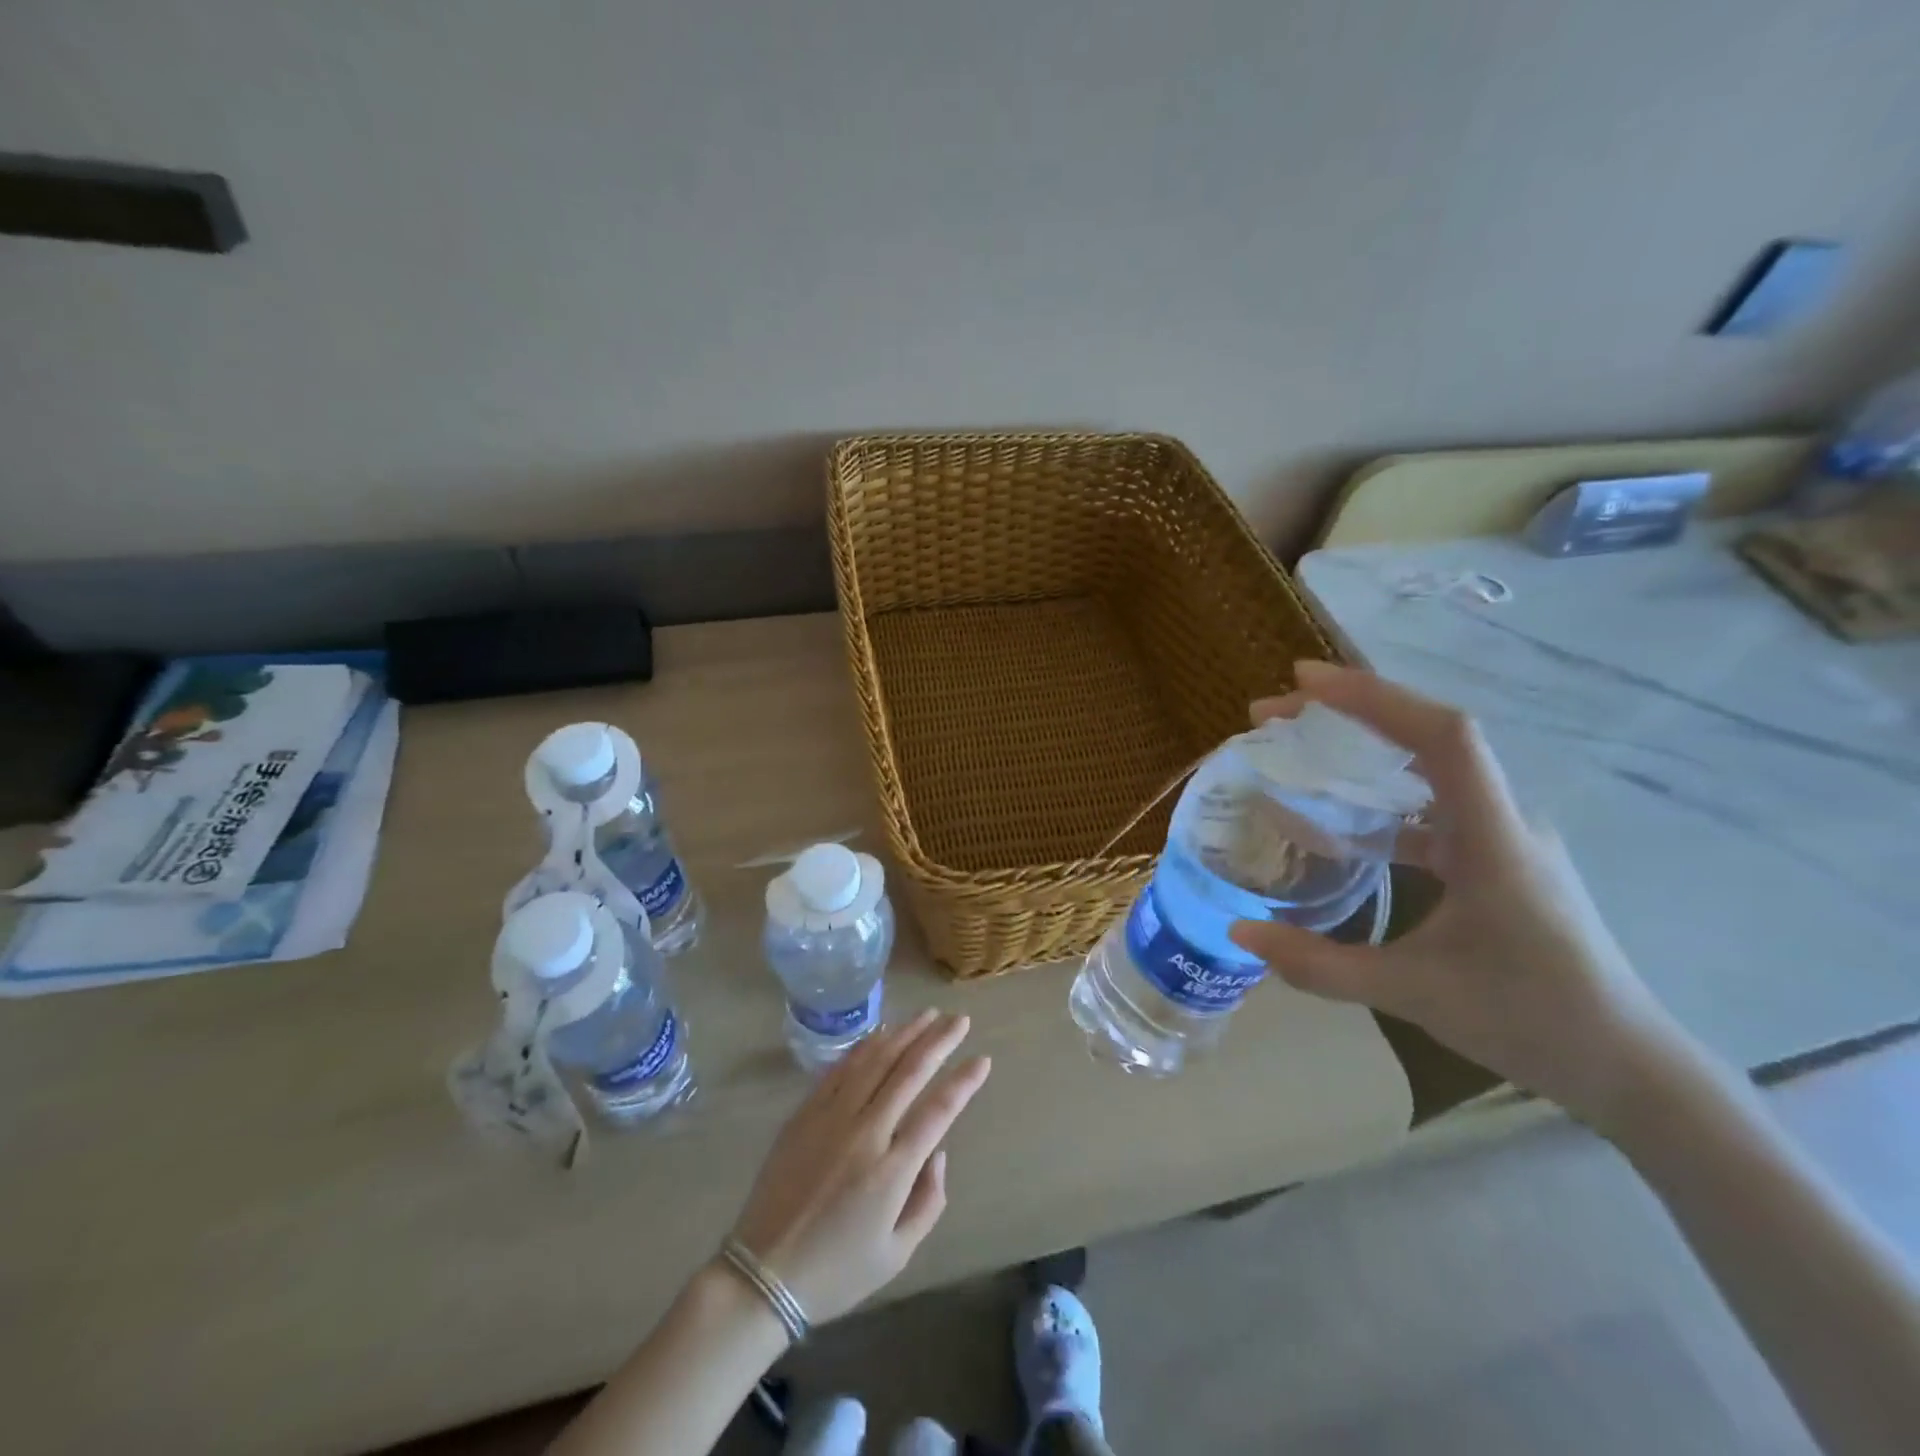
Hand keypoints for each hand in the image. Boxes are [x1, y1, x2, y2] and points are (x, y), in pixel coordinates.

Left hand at [727, 1010, 991, 1326]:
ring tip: (928, 1015)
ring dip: (905, 1033)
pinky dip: (866, 1045)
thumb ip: (928, 1201)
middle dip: (939, 1040)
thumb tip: (938, 1153)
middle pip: (909, 1071)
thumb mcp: (897, 1255)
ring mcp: (831, 1117)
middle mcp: (865, 1132)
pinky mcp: (806, 1112)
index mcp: (892, 1170)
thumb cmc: (836, 1271)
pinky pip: (841, 1068)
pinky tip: (883, 1033)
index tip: (982, 1059)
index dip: (964, 1081)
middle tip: (960, 1019)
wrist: (762, 1274)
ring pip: (876, 1060)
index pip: (938, 1110)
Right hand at [1228, 661, 1696, 1131]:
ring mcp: (1501, 835)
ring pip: (1427, 766)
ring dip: (1360, 747)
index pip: (1441, 736)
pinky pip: (1430, 805)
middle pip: (1426, 736)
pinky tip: (1338, 820)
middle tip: (1271, 715)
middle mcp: (1502, 819)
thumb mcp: (1411, 993)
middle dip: (1347, 712)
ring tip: (1294, 748)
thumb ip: (1319, 965)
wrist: (1624, 1065)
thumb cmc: (1527, 1020)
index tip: (1302, 682)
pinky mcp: (1494, 856)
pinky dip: (1377, 796)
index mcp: (1493, 837)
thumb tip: (1239, 934)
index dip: (1372, 697)